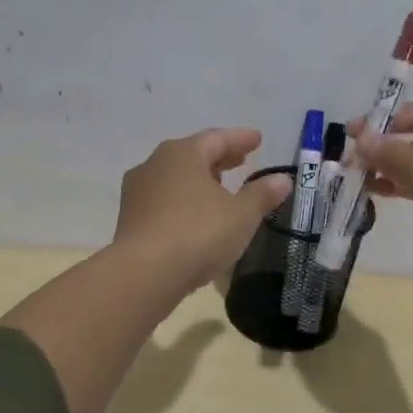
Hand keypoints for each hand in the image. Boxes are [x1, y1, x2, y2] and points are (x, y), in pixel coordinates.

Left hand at [112, 129, 291, 292]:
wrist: (143, 274)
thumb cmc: (198, 234)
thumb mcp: (241, 215)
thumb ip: (262, 194)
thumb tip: (282, 179)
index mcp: (183, 153)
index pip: (217, 138)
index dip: (240, 139)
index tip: (258, 139)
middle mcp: (155, 164)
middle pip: (193, 154)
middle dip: (219, 157)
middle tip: (240, 160)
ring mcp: (138, 191)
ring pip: (175, 176)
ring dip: (199, 179)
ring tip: (219, 188)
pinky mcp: (129, 218)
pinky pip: (164, 199)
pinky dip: (183, 199)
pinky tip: (195, 214)